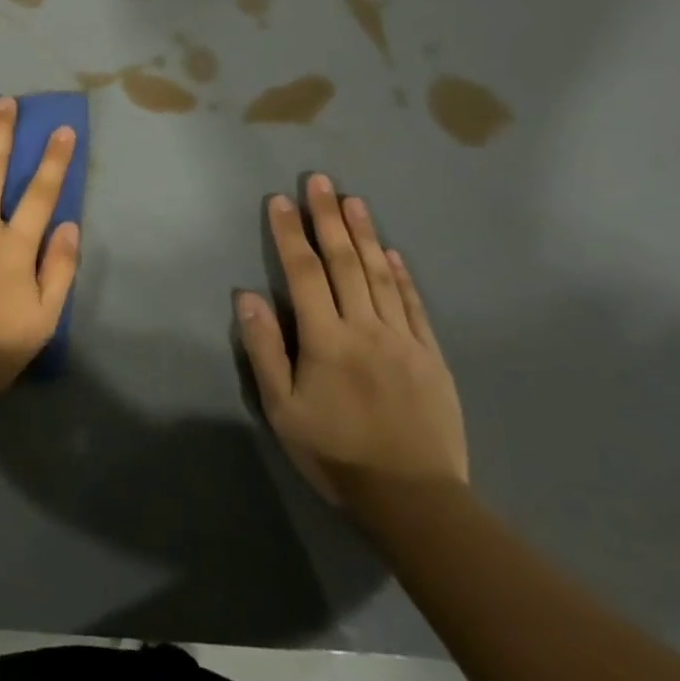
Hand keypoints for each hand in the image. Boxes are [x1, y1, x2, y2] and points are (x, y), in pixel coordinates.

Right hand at [236, 174, 467, 507]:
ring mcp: (403, 339)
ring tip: (354, 201)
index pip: (304, 273)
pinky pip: (414, 305)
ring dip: (366, 234)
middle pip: (346, 262)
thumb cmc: (335, 453)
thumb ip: (264, 349)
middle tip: (321, 181)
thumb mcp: (282, 408)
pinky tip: (393, 252)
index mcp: (325, 339)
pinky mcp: (431, 356)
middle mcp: (365, 328)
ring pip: (381, 275)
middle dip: (329, 218)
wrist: (414, 499)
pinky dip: (402, 274)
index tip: (280, 200)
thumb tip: (248, 296)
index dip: (290, 234)